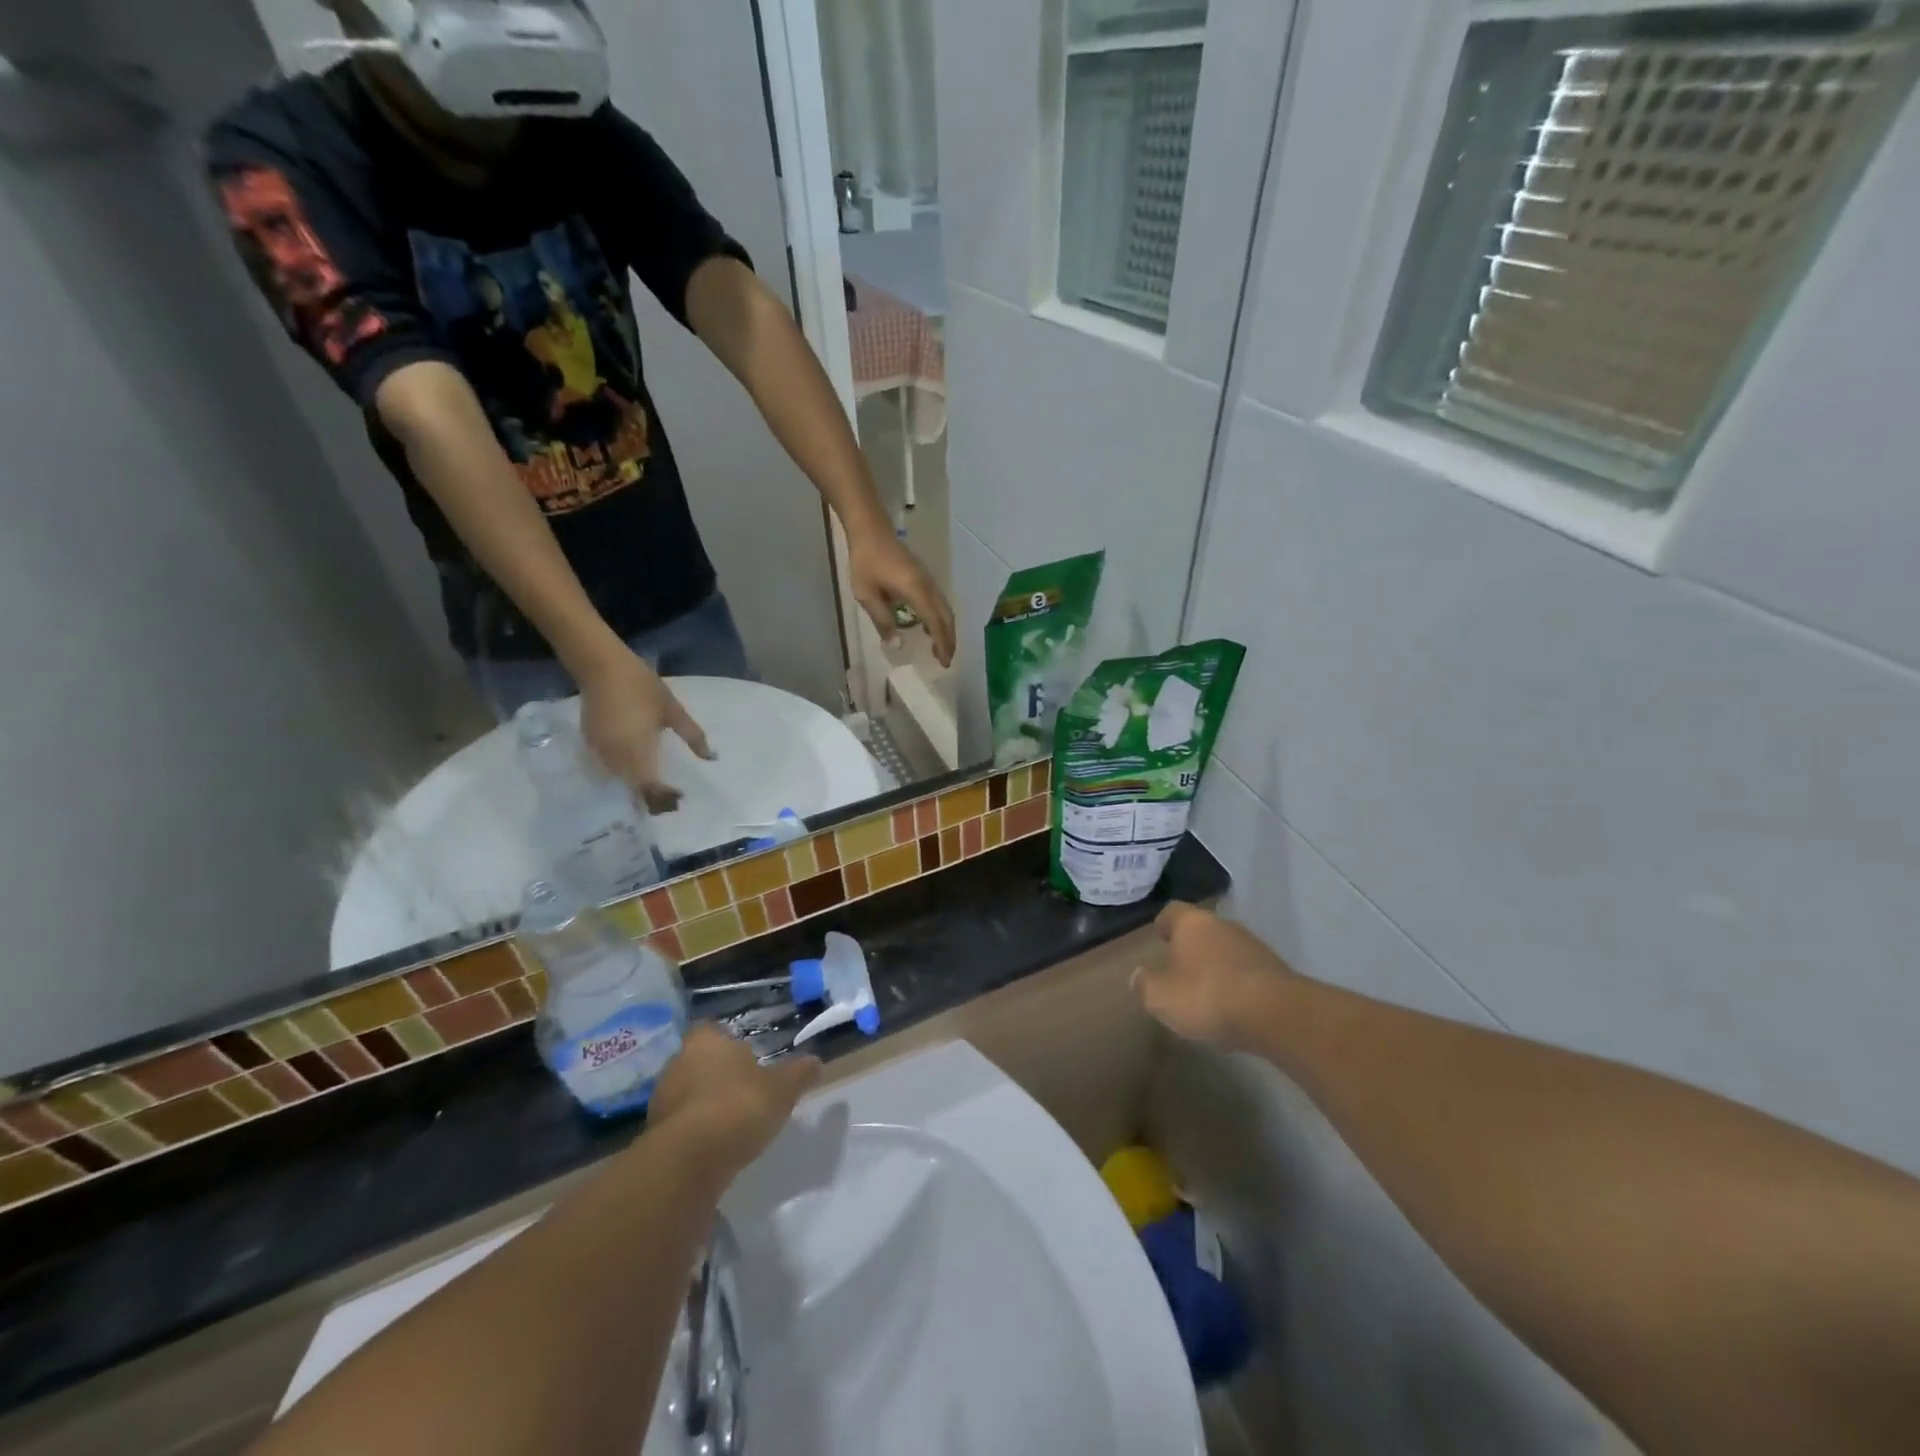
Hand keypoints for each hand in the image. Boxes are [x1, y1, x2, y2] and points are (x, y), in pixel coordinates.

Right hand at [576, 649, 712, 813]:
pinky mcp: (588, 742)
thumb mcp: (672, 710)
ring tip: (655, 787)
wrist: (601, 666)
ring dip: (635, 785)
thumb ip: (692, 736)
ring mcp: (598, 750)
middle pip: (631, 786)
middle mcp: (615, 755)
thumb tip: (710, 757)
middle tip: (669, 797)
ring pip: (618, 778)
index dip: (662, 796)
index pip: (648, 784)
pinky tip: (635, 768)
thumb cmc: (641, 686)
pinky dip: (622, 771)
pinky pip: (606, 766)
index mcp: (636, 748)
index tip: (679, 797)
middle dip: (650, 795)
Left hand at [649, 1025, 822, 1184]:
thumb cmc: (738, 1107)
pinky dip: (694, 1133)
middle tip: (743, 1090)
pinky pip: (679, 1126)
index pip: (712, 1030)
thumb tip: (816, 1062)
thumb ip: (798, 1074)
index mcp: (706, 1042)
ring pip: (686, 1094)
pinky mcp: (654, 1136)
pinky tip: (714, 1147)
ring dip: (704, 1105)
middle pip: (698, 1062)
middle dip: (717, 1074)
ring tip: (731, 1122)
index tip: (747, 1057)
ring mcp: (661, 1100)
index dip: (728, 1042)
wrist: (689, 1161)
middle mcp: (677, 1063)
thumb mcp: (782, 1089)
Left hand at [848, 526, 956, 667]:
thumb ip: (882, 620)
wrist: (871, 530)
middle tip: (945, 660)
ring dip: (946, 629)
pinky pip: (939, 601)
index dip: (941, 643)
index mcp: (916, 591)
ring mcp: (928, 580)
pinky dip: (940, 618)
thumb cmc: (866, 562)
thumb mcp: (867, 595)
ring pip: (945, 609)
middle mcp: (928, 586)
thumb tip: (898, 645)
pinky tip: (931, 626)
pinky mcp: (924, 577)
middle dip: (948, 640)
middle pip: (946, 617)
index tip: (943, 661)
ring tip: (940, 648)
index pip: (936, 622)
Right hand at [1133, 903, 1295, 1051]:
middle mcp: (1223, 925)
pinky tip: (1232, 1009)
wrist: (1275, 1014)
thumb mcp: (1161, 997)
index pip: (1172, 912)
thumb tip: (1138, 976)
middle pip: (1201, 930)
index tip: (1159, 940)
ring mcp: (1253, 946)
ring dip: (1215, 967)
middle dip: (1191, 948)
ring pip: (1226, 950)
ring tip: (1206, 994)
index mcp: (1192, 923)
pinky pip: (1247, 972)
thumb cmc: (1208, 996)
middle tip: (1179, 971)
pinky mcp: (1276, 970)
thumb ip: (1145, 985)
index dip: (1164, 925)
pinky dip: (1237, 985)